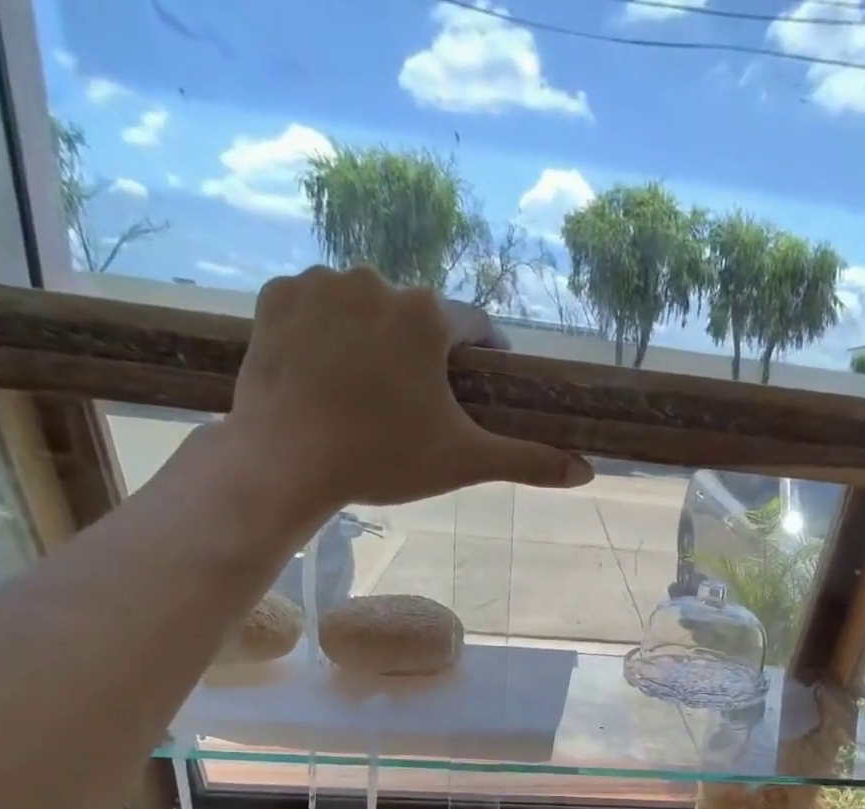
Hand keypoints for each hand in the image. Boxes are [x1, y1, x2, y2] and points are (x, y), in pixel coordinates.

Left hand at [225, 266, 592, 516]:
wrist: (285, 461)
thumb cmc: (384, 458)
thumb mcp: (465, 461)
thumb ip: (529, 461)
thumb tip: (588, 472)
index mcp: (427, 314)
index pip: (475, 326)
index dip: (484, 357)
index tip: (480, 386)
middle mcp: (376, 281)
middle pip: (418, 318)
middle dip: (424, 354)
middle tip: (416, 404)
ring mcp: (321, 284)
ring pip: (366, 308)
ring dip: (375, 339)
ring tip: (368, 391)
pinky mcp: (276, 298)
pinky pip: (315, 307)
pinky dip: (326, 332)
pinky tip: (326, 371)